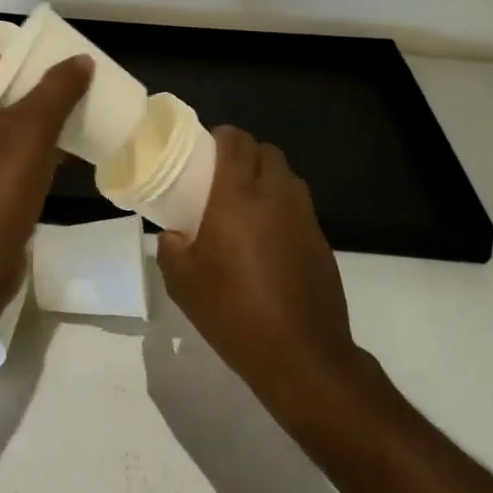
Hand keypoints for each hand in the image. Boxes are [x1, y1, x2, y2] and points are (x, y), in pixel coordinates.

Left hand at [0, 53, 91, 317]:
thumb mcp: (33, 130)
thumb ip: (57, 90)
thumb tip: (80, 59)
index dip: (18, 58)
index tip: (53, 59)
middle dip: (33, 91)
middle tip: (70, 87)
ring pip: (3, 132)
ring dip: (35, 124)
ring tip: (73, 118)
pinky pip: (6, 163)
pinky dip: (30, 155)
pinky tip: (60, 160)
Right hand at [156, 126, 363, 411]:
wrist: (301, 356)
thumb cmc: (234, 312)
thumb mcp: (183, 284)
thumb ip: (170, 250)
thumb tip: (174, 236)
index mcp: (238, 196)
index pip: (236, 142)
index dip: (222, 136)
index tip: (206, 147)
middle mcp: (275, 196)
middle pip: (267, 152)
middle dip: (247, 154)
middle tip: (224, 175)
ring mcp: (304, 218)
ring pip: (288, 177)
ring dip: (268, 178)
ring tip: (248, 204)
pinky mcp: (322, 242)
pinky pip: (301, 208)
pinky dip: (284, 208)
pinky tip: (269, 239)